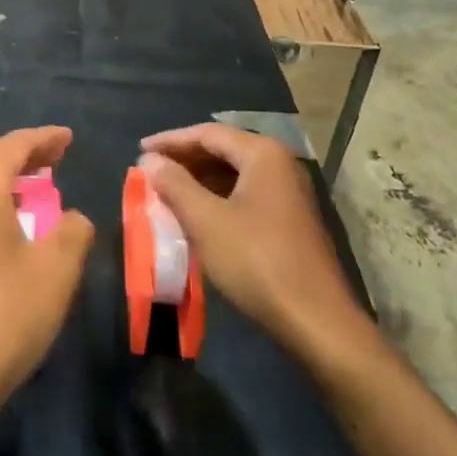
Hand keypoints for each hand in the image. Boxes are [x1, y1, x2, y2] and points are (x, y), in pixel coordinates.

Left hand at [0, 126, 94, 420]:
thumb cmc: (6, 312)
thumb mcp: (56, 268)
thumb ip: (72, 230)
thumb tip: (71, 219)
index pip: (12, 146)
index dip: (43, 138)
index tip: (68, 137)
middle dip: (24, 153)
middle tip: (57, 155)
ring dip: (8, 179)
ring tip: (41, 185)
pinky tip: (15, 225)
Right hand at [139, 124, 373, 367]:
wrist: (317, 321)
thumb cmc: (257, 262)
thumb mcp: (207, 222)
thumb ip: (175, 185)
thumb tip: (150, 160)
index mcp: (263, 154)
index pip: (208, 134)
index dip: (170, 140)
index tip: (139, 150)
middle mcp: (280, 163)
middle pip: (223, 150)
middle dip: (185, 160)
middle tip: (151, 171)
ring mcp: (289, 192)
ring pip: (235, 174)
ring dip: (200, 180)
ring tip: (168, 192)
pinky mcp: (290, 219)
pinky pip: (246, 194)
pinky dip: (218, 198)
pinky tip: (198, 215)